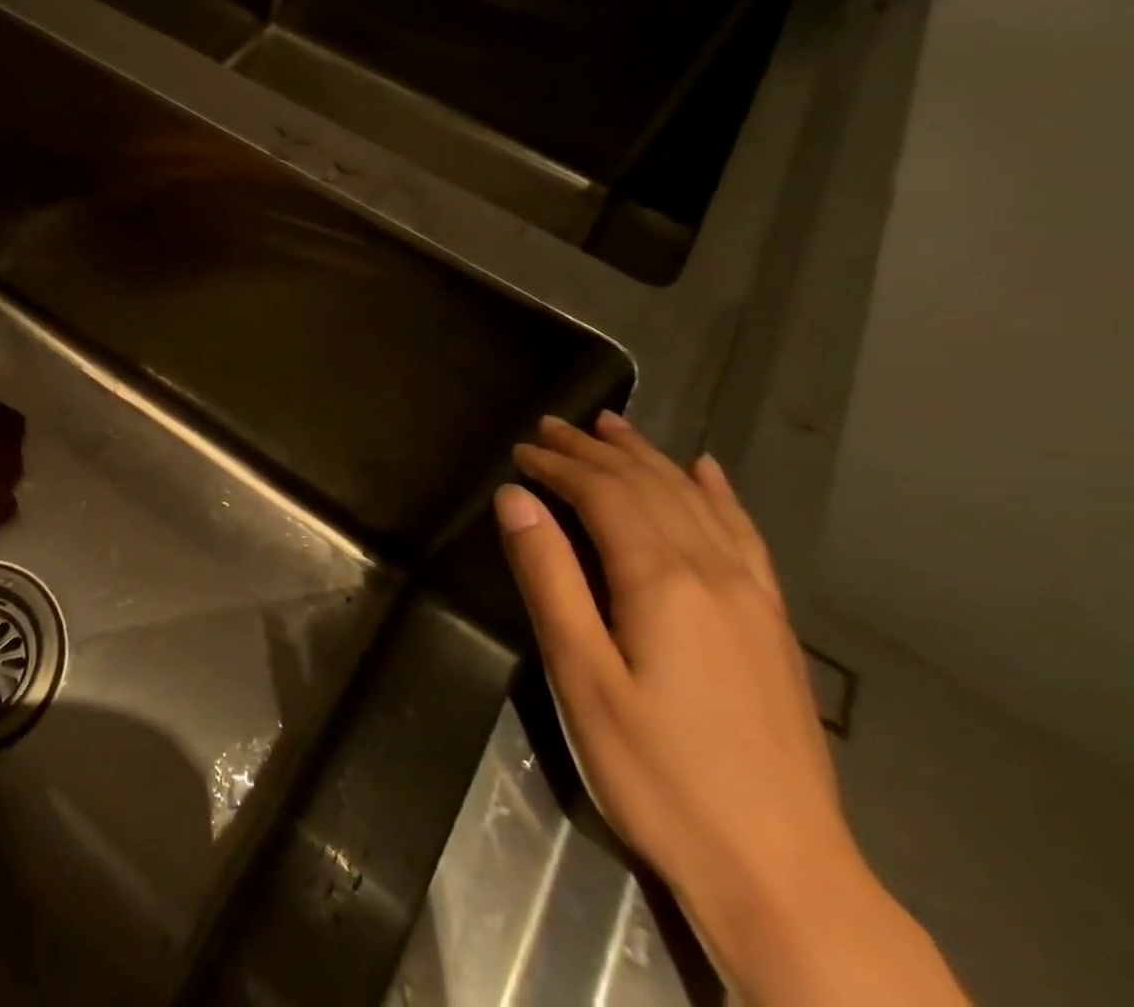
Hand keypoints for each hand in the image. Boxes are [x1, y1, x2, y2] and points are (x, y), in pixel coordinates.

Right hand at [495, 412, 967, 1006]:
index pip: (602, 495)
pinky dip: (719, 494)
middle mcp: (713, 571)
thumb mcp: (581, 676)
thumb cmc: (658, 773)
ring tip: (612, 426)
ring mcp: (753, 597)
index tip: (520, 450)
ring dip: (647, 457)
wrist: (783, 873)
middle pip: (647, 486)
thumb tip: (515, 499)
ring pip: (694, 500)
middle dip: (594, 450)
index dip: (558, 466)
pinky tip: (707, 472)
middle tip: (552, 426)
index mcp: (661, 580)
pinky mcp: (773, 624)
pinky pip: (745, 535)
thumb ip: (549, 577)